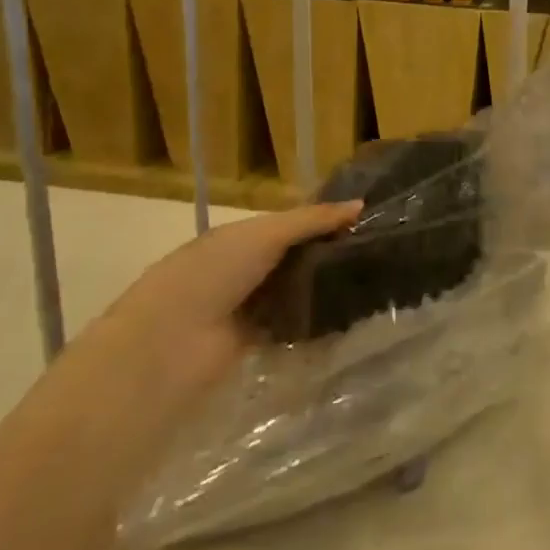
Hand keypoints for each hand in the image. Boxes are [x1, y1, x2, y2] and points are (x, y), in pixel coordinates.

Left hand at [87, 200, 362, 398]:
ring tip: (373, 285)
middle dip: (329, 256)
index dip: (325, 221)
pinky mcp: (253, 343)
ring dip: (323, 290)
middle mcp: (244, 269)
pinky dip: (313, 324)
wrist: (169, 344)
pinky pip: (291, 327)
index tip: (368, 220)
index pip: (291, 224)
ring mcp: (248, 308)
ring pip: (295, 292)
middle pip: (295, 258)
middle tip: (379, 254)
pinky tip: (348, 319)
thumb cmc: (214, 273)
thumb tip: (360, 205)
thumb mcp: (265, 235)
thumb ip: (312, 220)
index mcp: (241, 237)